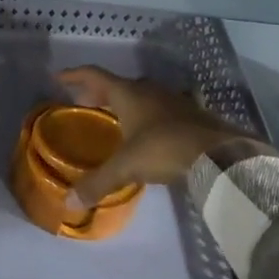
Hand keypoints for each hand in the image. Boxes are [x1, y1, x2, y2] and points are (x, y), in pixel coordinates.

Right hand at [57, 66, 269, 205]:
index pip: (94, 75)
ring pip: (142, 95)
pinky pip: (163, 107)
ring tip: (116, 117)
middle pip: (117, 85)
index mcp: (128, 94)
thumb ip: (97, 183)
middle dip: (98, 93)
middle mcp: (149, 90)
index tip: (58, 78)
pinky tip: (153, 129)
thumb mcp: (126, 167)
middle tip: (83, 102)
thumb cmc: (164, 149)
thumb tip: (69, 203)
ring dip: (126, 102)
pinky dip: (151, 114)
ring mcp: (174, 99)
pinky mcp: (193, 113)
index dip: (74, 75)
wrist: (219, 153)